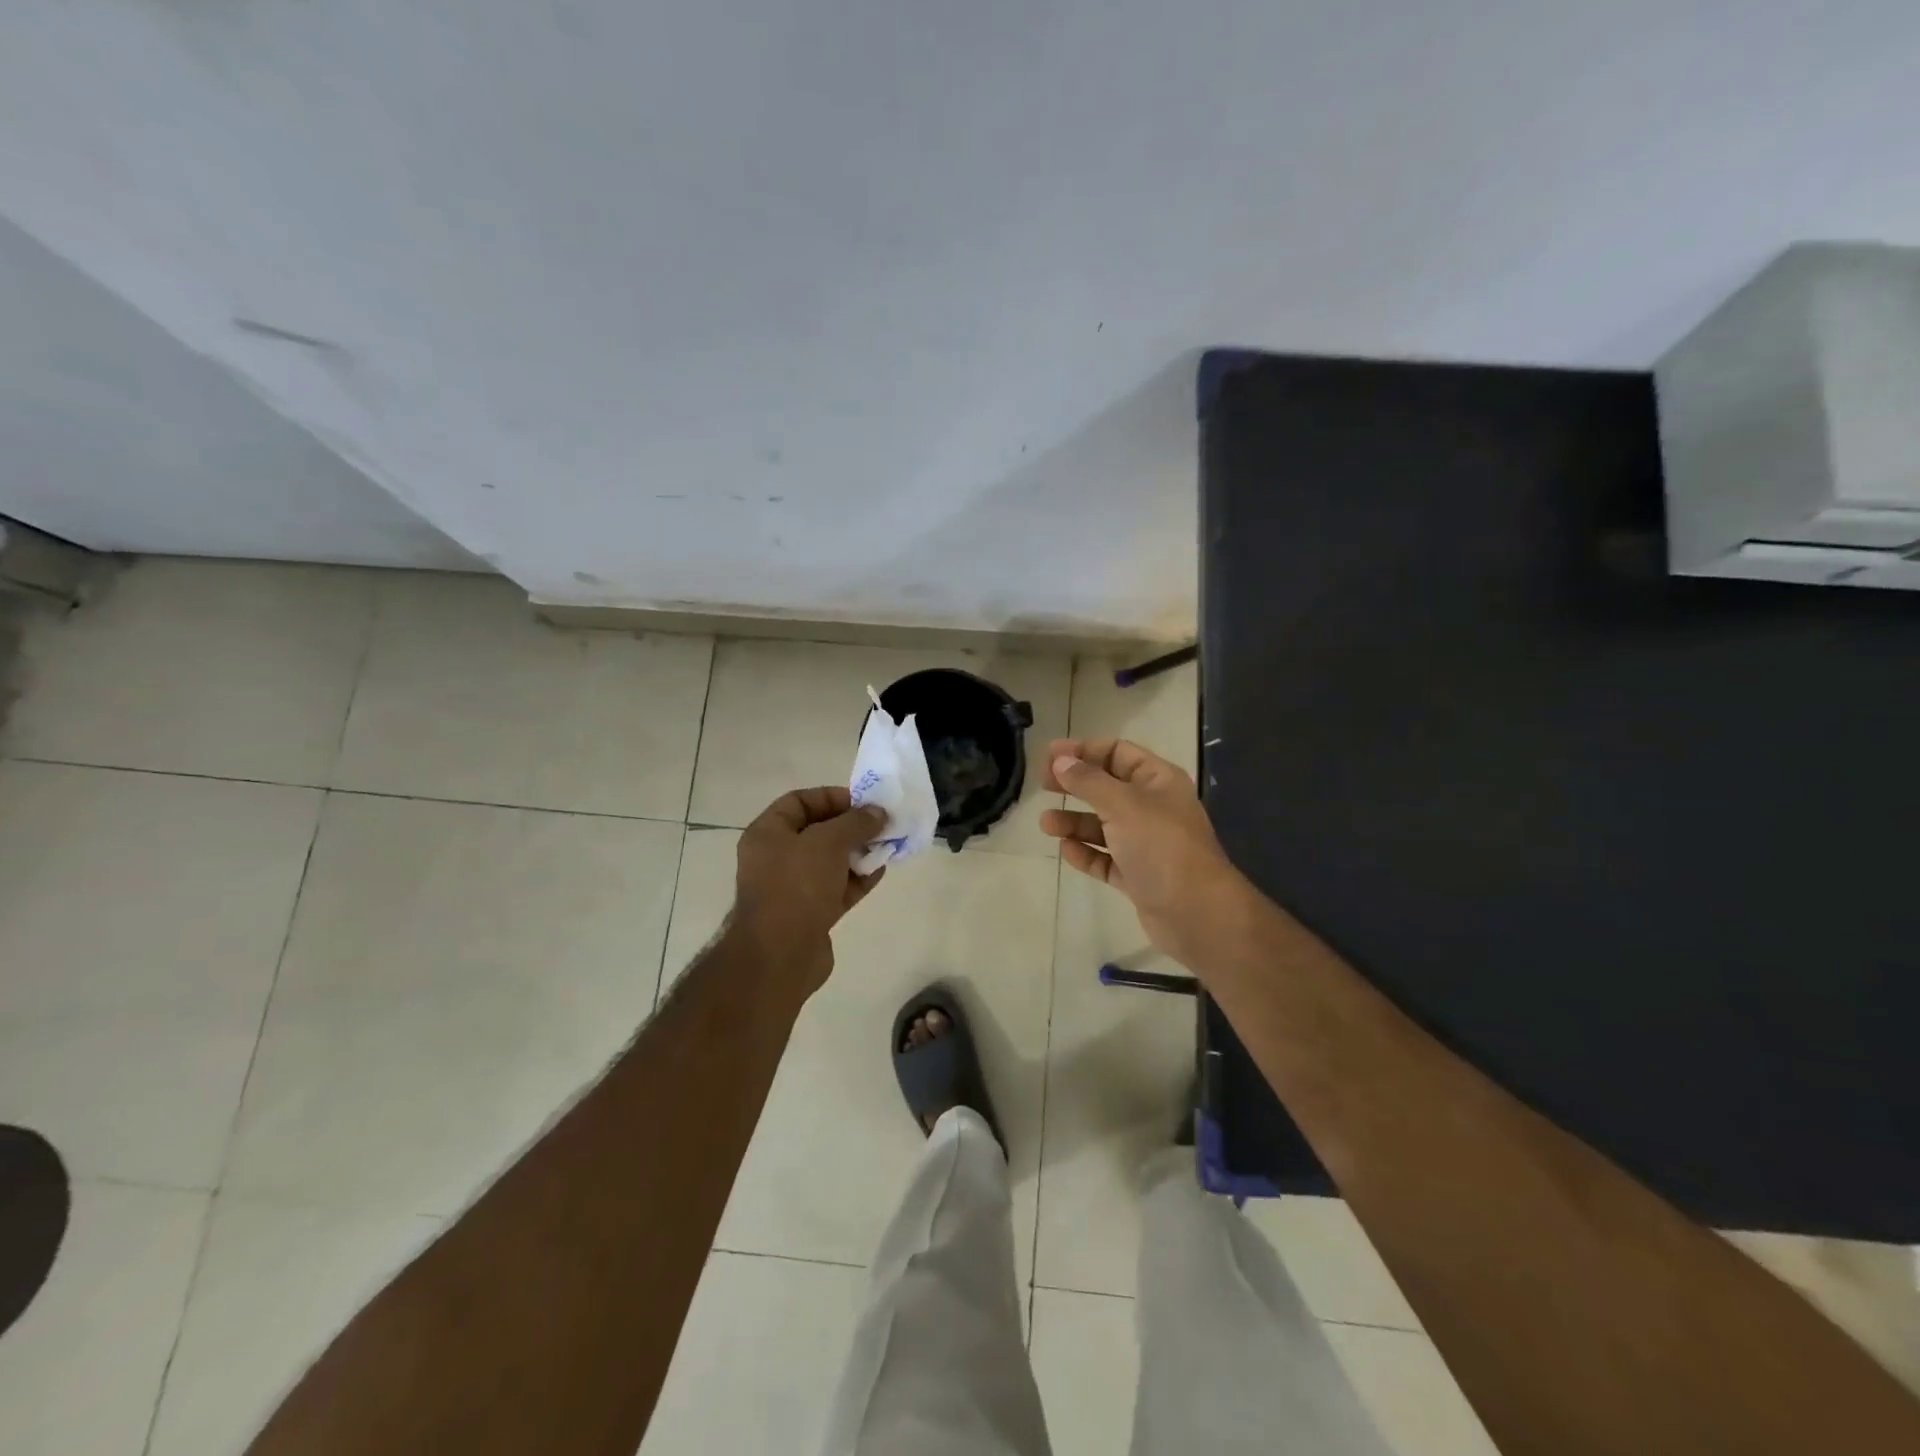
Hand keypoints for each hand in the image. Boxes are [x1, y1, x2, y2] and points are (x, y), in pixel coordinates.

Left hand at [733, 787, 886, 997]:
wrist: (780, 956)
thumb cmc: (797, 886)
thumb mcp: (828, 842)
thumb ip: (856, 822)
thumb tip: (878, 813)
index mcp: (768, 833)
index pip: (799, 801)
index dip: (831, 797)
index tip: (864, 803)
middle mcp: (776, 857)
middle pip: (818, 831)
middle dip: (851, 826)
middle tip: (882, 824)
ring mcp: (793, 888)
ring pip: (830, 861)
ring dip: (858, 852)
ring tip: (888, 845)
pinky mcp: (810, 914)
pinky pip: (837, 887)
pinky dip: (857, 879)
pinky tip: (881, 871)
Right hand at [1040, 738, 1243, 968]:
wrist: (1196, 913)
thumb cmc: (1161, 846)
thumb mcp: (1122, 804)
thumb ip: (1088, 781)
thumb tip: (1059, 760)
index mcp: (1158, 780)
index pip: (1117, 752)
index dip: (1083, 750)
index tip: (1049, 756)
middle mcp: (1153, 807)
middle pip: (1107, 787)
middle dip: (1075, 784)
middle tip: (1042, 785)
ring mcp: (1146, 844)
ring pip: (1103, 825)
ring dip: (1074, 821)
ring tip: (1046, 825)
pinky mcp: (1137, 876)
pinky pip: (1105, 858)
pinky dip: (1086, 853)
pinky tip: (1066, 851)